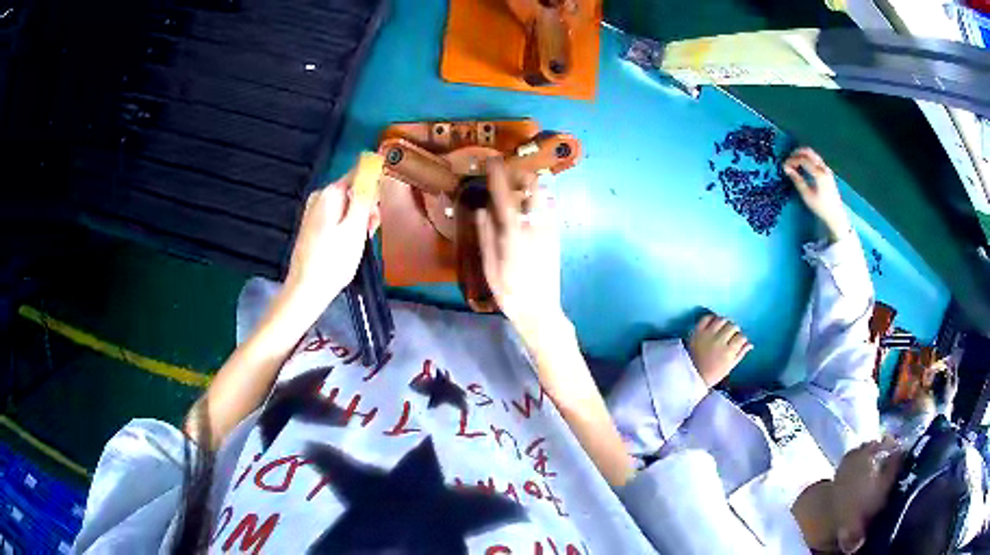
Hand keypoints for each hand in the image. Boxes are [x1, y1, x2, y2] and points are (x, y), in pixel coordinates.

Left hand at [284, 172, 379, 313]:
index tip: (378, 207)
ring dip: (359, 220)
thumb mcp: (356, 227)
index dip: (374, 186)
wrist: (307, 289)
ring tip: (361, 242)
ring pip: (347, 206)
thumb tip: (371, 163)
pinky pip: (337, 218)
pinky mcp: (313, 226)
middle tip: (370, 230)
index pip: (359, 172)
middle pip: (353, 190)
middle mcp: (319, 196)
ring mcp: (314, 211)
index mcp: (329, 193)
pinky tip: (349, 246)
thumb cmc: (334, 260)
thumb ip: (364, 194)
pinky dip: (347, 228)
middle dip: (367, 207)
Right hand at [476, 159, 562, 334]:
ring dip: (533, 186)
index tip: (493, 160)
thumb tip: (481, 209)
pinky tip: (535, 203)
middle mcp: (535, 228)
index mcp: (514, 235)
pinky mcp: (556, 239)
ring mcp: (549, 232)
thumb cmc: (510, 293)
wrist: (541, 311)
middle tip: (511, 169)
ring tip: (522, 184)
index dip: (498, 176)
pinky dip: (543, 201)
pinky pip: (551, 212)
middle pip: (533, 191)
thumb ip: (486, 236)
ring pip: (545, 198)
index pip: (504, 198)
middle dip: (523, 175)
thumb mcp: (490, 267)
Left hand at [688, 314, 752, 386]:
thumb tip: (750, 344)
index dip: (741, 338)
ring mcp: (707, 335)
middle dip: (734, 330)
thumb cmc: (712, 374)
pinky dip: (711, 318)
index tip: (738, 340)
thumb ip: (740, 354)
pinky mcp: (696, 331)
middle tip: (731, 334)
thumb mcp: (729, 367)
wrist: (689, 375)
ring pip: (721, 320)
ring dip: (724, 322)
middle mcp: (719, 341)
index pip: (741, 337)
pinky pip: (706, 318)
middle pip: (732, 326)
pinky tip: (713, 324)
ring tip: (723, 328)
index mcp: (728, 352)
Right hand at [783, 147, 850, 240]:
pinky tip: (804, 166)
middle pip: (809, 152)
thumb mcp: (807, 196)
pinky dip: (808, 159)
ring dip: (803, 155)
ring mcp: (827, 169)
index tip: (784, 166)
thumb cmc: (821, 207)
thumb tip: (787, 169)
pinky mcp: (828, 172)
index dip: (792, 161)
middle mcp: (824, 168)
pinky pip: (816, 160)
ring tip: (794, 162)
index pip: (803, 160)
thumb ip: (797, 180)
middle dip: (797, 153)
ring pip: (813, 154)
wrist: (836, 215)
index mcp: (819, 174)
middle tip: (788, 159)